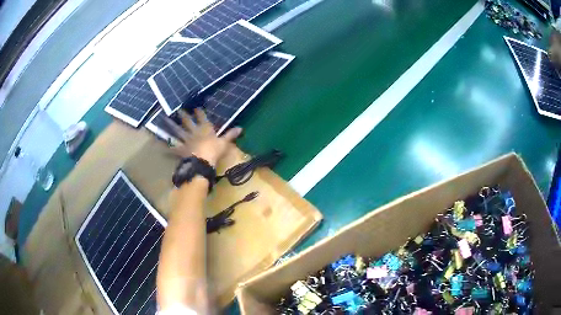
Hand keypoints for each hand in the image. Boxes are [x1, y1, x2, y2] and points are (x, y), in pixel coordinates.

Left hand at [167, 109, 241, 165]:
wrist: (202, 161)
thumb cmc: (214, 150)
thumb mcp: (225, 142)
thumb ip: (230, 135)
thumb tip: (241, 128)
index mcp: (205, 129)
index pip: (202, 118)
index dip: (199, 112)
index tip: (195, 107)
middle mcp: (194, 132)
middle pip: (187, 122)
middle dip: (183, 115)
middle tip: (178, 109)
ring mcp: (186, 141)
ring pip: (178, 131)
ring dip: (171, 125)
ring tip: (165, 119)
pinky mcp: (181, 150)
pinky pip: (174, 148)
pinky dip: (168, 148)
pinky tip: (162, 146)